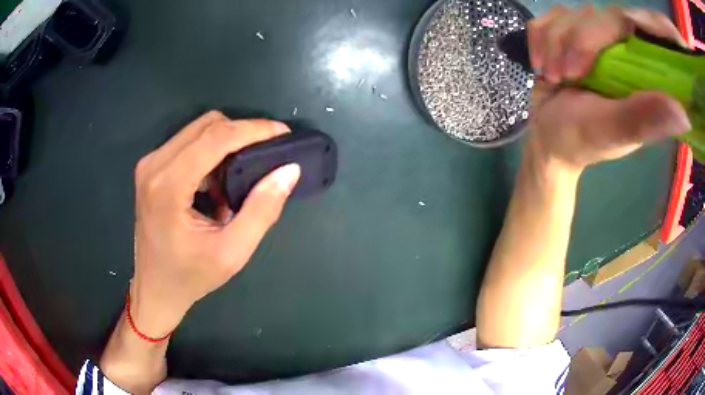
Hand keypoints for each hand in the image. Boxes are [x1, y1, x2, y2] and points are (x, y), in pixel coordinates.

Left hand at [130, 112, 299, 337]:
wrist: (155, 288)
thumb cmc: (190, 276)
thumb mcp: (233, 252)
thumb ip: (262, 210)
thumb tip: (288, 170)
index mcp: (168, 186)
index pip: (216, 138)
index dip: (254, 129)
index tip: (283, 133)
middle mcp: (154, 165)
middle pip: (207, 125)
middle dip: (242, 133)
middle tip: (267, 154)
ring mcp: (149, 164)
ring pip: (198, 130)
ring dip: (225, 144)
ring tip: (240, 177)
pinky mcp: (151, 169)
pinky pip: (188, 143)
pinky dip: (210, 154)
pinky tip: (217, 184)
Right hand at [527, 6, 690, 169]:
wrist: (548, 139)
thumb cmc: (581, 140)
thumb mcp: (613, 131)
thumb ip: (643, 118)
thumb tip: (683, 115)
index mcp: (641, 74)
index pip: (629, 26)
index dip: (605, 31)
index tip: (587, 64)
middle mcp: (621, 51)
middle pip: (595, 15)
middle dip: (572, 42)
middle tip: (565, 77)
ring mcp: (593, 40)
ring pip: (568, 13)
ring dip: (553, 44)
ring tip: (555, 77)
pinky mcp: (568, 35)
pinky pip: (548, 17)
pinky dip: (539, 39)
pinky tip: (542, 64)